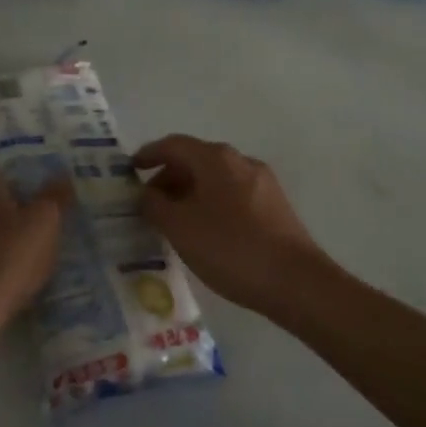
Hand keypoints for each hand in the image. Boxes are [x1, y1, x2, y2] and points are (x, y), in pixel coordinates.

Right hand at [133, 136, 331, 316]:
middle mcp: (240, 161)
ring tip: (173, 221)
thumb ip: (155, 205)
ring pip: (215, 178)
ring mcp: (262, 182)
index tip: (130, 168)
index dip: (149, 154)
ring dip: (189, 192)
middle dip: (168, 177)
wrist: (295, 281)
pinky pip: (232, 194)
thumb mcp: (180, 228)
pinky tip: (204, 231)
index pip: (174, 145)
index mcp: (215, 158)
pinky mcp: (274, 206)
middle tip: (148, 203)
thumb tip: (146, 192)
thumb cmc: (230, 247)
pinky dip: (210, 203)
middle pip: (196, 159)